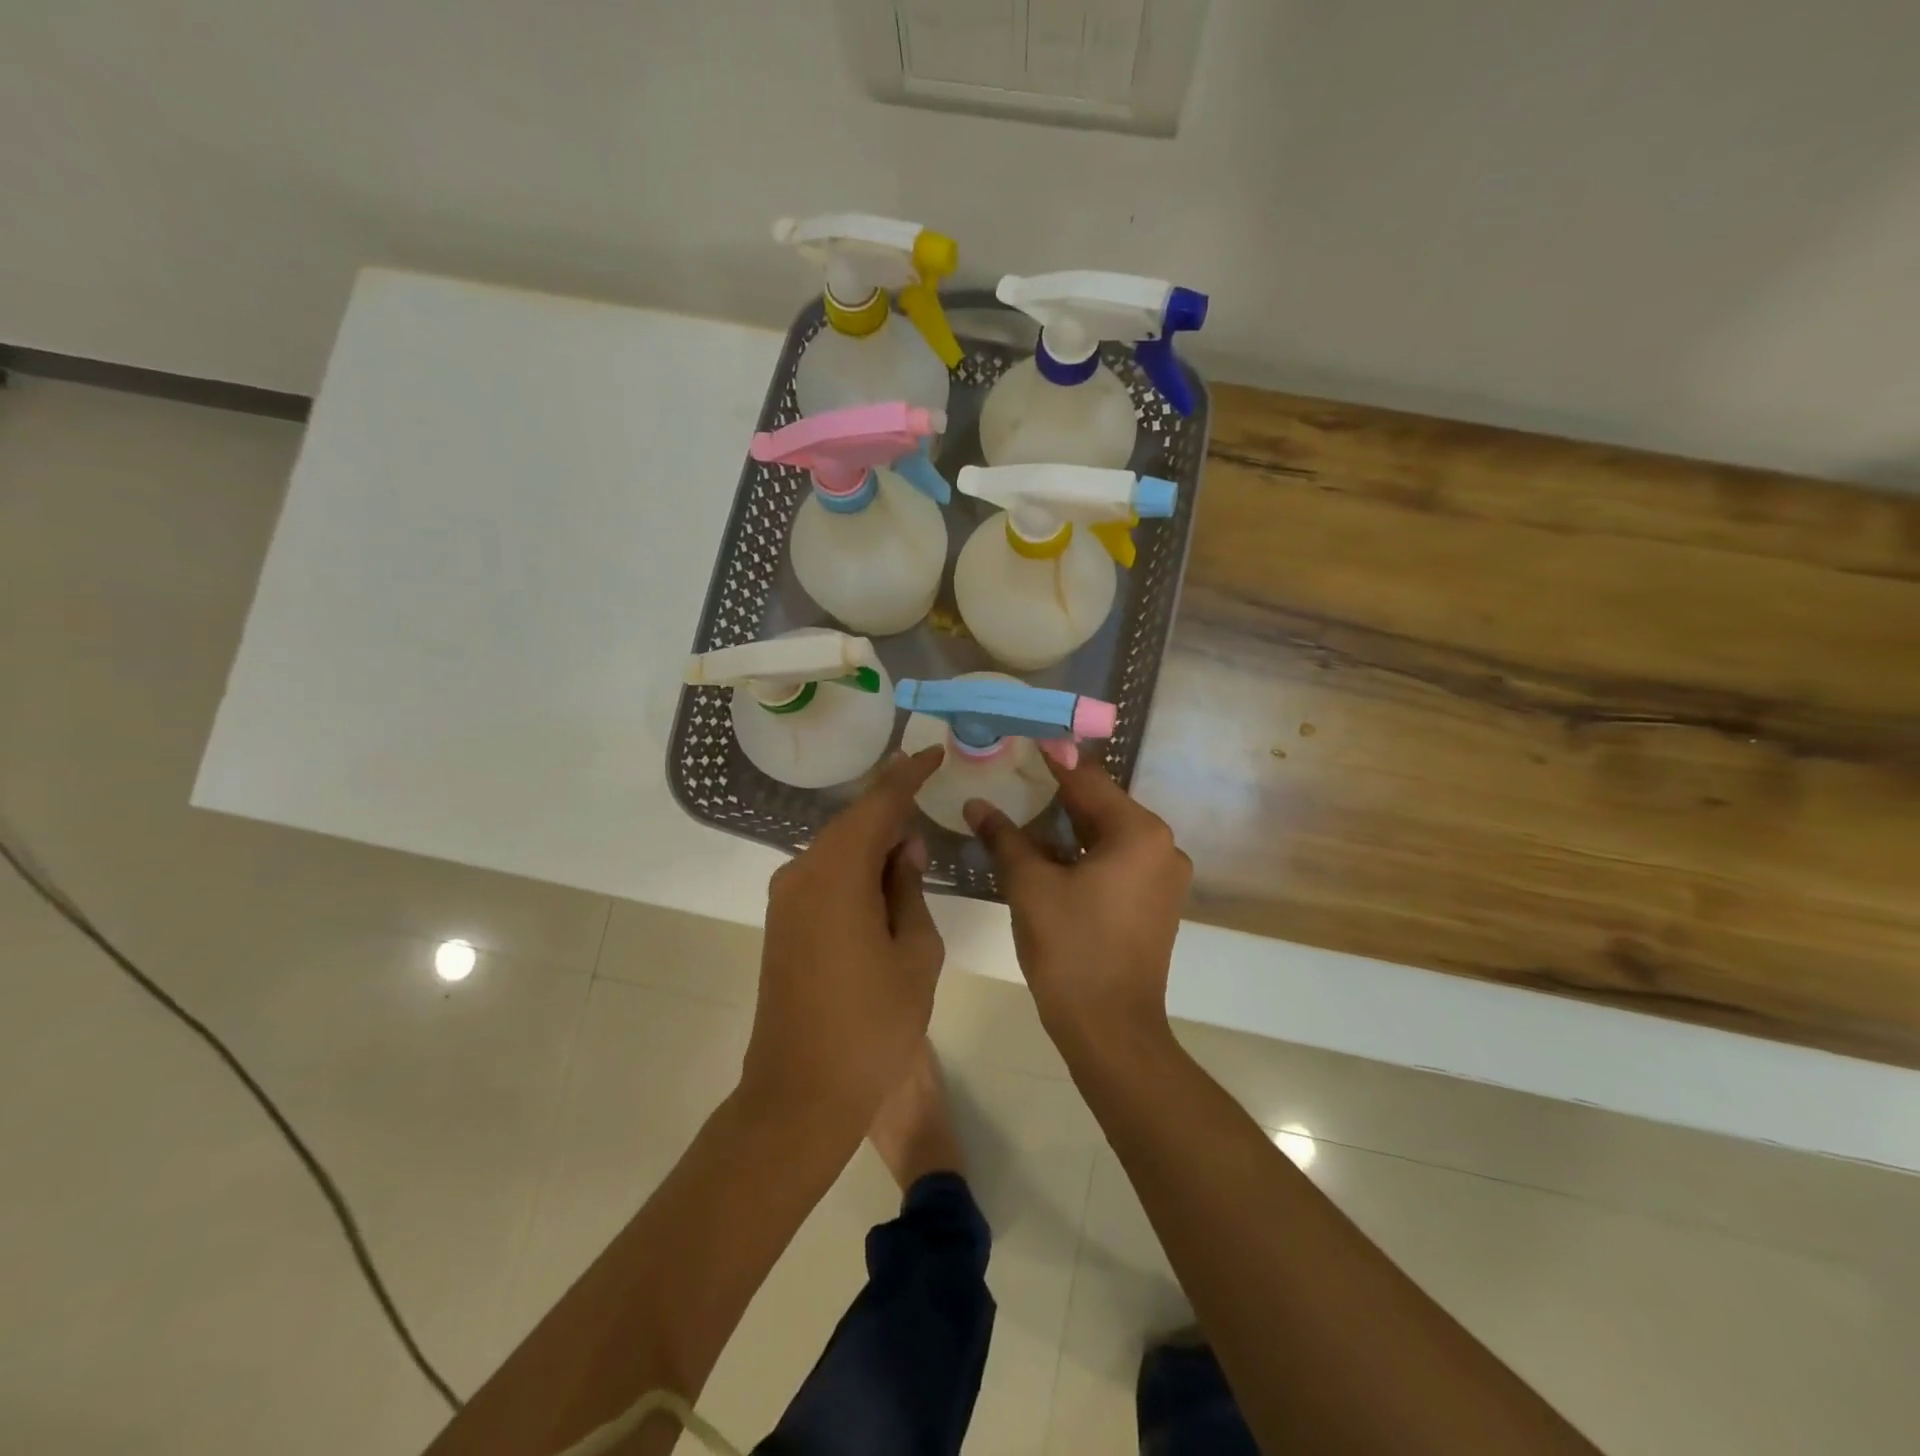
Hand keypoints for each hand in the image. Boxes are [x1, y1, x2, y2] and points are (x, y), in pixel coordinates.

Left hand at [740, 746, 946, 1136]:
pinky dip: (856, 867)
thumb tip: (902, 848)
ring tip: (914, 843)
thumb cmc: (872, 1025)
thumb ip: (909, 888)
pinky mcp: (782, 922)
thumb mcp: (914, 953)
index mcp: (837, 873)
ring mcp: (786, 898)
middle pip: (853, 823)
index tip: (933, 751)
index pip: (877, 805)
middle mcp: (801, 873)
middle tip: (929, 794)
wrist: (801, 1093)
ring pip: (837, 848)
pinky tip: (884, 879)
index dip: (907, 775)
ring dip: (874, 840)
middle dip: (891, 808)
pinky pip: (824, 874)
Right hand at [965, 759, 1190, 1043]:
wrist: (1111, 1030)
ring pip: (1108, 835)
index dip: (1052, 759)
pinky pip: (1117, 861)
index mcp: (1139, 833)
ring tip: (1024, 809)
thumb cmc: (1070, 950)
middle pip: (1101, 806)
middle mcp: (1162, 846)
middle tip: (1015, 774)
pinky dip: (1084, 853)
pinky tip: (1049, 852)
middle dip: (1057, 794)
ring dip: (1068, 826)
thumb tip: (976, 804)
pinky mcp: (1157, 902)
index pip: (1087, 780)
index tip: (1024, 737)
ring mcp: (1164, 877)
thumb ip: (1004, 837)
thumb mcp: (1030, 886)